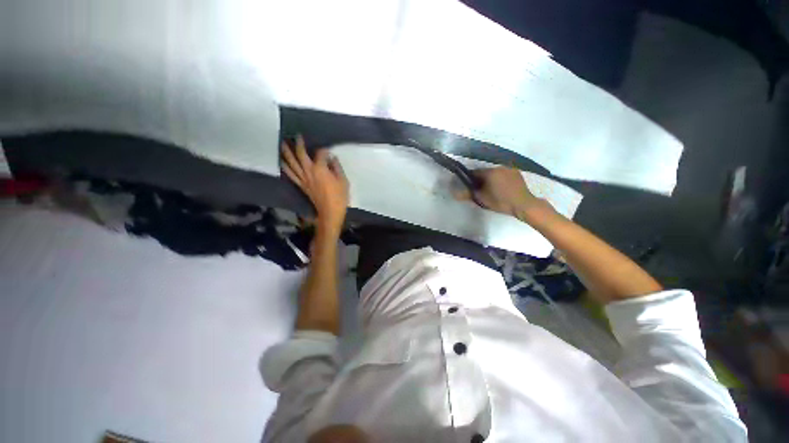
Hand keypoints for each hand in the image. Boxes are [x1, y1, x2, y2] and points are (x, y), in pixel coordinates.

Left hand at [281, 135, 348, 233]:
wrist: (330, 212)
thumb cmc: (339, 197)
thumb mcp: (343, 181)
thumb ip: (337, 167)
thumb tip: (332, 158)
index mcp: (320, 169)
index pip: (320, 154)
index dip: (324, 150)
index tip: (328, 151)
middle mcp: (309, 171)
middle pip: (301, 155)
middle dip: (299, 144)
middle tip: (296, 136)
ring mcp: (303, 179)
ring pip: (292, 163)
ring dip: (287, 153)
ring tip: (282, 144)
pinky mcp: (301, 185)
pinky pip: (291, 175)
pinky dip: (286, 167)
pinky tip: (282, 162)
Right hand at [455, 167, 548, 217]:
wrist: (523, 205)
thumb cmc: (501, 201)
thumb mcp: (482, 199)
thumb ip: (467, 194)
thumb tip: (454, 193)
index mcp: (490, 171)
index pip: (474, 172)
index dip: (469, 179)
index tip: (468, 187)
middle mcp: (499, 166)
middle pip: (484, 172)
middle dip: (480, 179)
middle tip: (479, 190)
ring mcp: (509, 169)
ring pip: (494, 173)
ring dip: (490, 179)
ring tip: (490, 190)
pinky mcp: (516, 173)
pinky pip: (502, 174)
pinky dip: (499, 179)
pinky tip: (500, 188)